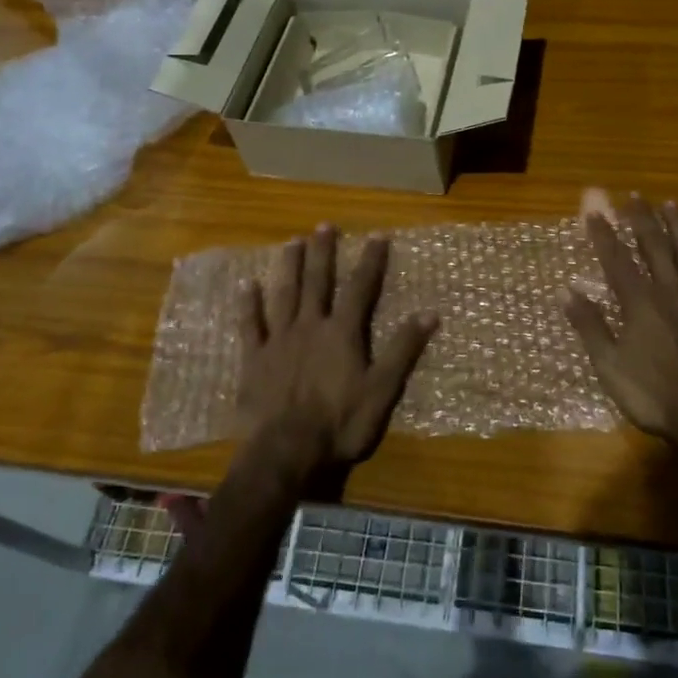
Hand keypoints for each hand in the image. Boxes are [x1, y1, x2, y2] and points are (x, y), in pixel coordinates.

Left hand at [236, 224, 438, 481]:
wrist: (286, 451)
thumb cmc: (340, 423)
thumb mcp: (382, 390)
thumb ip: (403, 350)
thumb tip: (430, 313)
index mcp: (342, 332)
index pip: (360, 288)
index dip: (370, 261)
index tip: (377, 235)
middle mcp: (310, 325)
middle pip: (318, 281)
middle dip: (323, 252)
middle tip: (324, 226)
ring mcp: (279, 340)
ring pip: (284, 294)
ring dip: (289, 267)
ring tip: (292, 242)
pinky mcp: (255, 359)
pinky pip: (251, 325)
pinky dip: (249, 304)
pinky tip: (247, 285)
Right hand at [563, 196, 677, 449]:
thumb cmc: (656, 395)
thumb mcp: (611, 367)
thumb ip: (590, 326)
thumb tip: (565, 291)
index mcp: (640, 303)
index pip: (617, 259)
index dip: (605, 233)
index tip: (595, 210)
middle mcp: (672, 290)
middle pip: (655, 246)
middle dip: (643, 219)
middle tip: (636, 196)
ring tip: (672, 204)